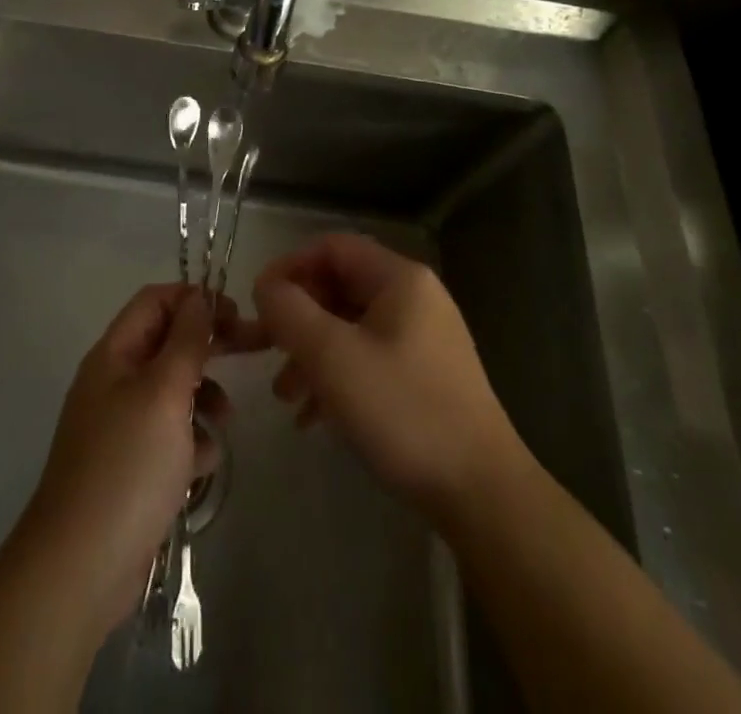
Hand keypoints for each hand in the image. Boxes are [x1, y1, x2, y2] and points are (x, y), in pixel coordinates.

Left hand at [16, 284, 256, 638]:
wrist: (80, 568)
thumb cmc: (127, 466)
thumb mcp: (164, 393)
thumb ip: (186, 341)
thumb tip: (198, 298)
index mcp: (114, 354)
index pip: (155, 301)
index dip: (194, 299)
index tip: (235, 314)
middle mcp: (114, 382)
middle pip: (167, 344)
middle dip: (209, 346)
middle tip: (253, 350)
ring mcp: (121, 426)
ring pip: (173, 391)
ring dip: (203, 398)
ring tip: (224, 422)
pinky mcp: (131, 467)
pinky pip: (169, 436)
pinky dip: (190, 442)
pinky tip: (201, 466)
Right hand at [253, 233, 517, 521]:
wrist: (482, 494)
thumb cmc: (403, 411)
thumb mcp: (332, 357)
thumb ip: (290, 312)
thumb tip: (267, 288)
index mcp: (399, 279)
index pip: (332, 247)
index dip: (289, 267)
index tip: (257, 302)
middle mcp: (414, 298)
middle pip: (340, 287)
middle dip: (297, 318)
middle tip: (262, 351)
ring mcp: (423, 338)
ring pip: (350, 327)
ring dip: (311, 353)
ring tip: (284, 395)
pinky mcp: (425, 376)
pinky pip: (369, 358)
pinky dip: (336, 377)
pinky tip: (313, 417)